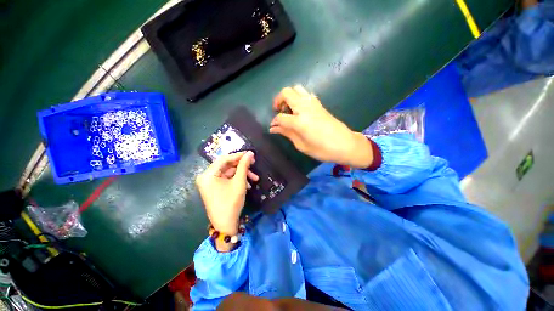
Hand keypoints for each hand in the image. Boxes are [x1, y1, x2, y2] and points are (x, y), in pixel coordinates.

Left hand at [196, 152, 257, 248]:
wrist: (225, 224)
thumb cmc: (231, 202)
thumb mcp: (239, 182)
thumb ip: (244, 166)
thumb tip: (250, 153)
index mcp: (208, 174)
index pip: (225, 159)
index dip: (239, 155)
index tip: (251, 154)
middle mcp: (206, 176)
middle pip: (227, 165)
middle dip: (242, 166)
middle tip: (254, 165)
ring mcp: (210, 183)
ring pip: (229, 172)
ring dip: (242, 174)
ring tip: (255, 179)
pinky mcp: (214, 187)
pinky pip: (227, 179)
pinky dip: (237, 180)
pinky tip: (247, 185)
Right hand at [270, 86, 373, 168]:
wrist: (345, 144)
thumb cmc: (323, 149)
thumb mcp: (302, 145)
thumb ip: (287, 134)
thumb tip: (274, 128)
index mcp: (299, 121)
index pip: (280, 117)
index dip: (274, 122)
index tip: (273, 127)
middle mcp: (305, 107)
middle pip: (286, 93)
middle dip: (278, 100)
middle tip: (278, 111)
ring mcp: (313, 103)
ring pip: (296, 88)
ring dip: (289, 96)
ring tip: (288, 109)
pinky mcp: (319, 103)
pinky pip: (305, 93)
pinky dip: (298, 97)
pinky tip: (299, 109)